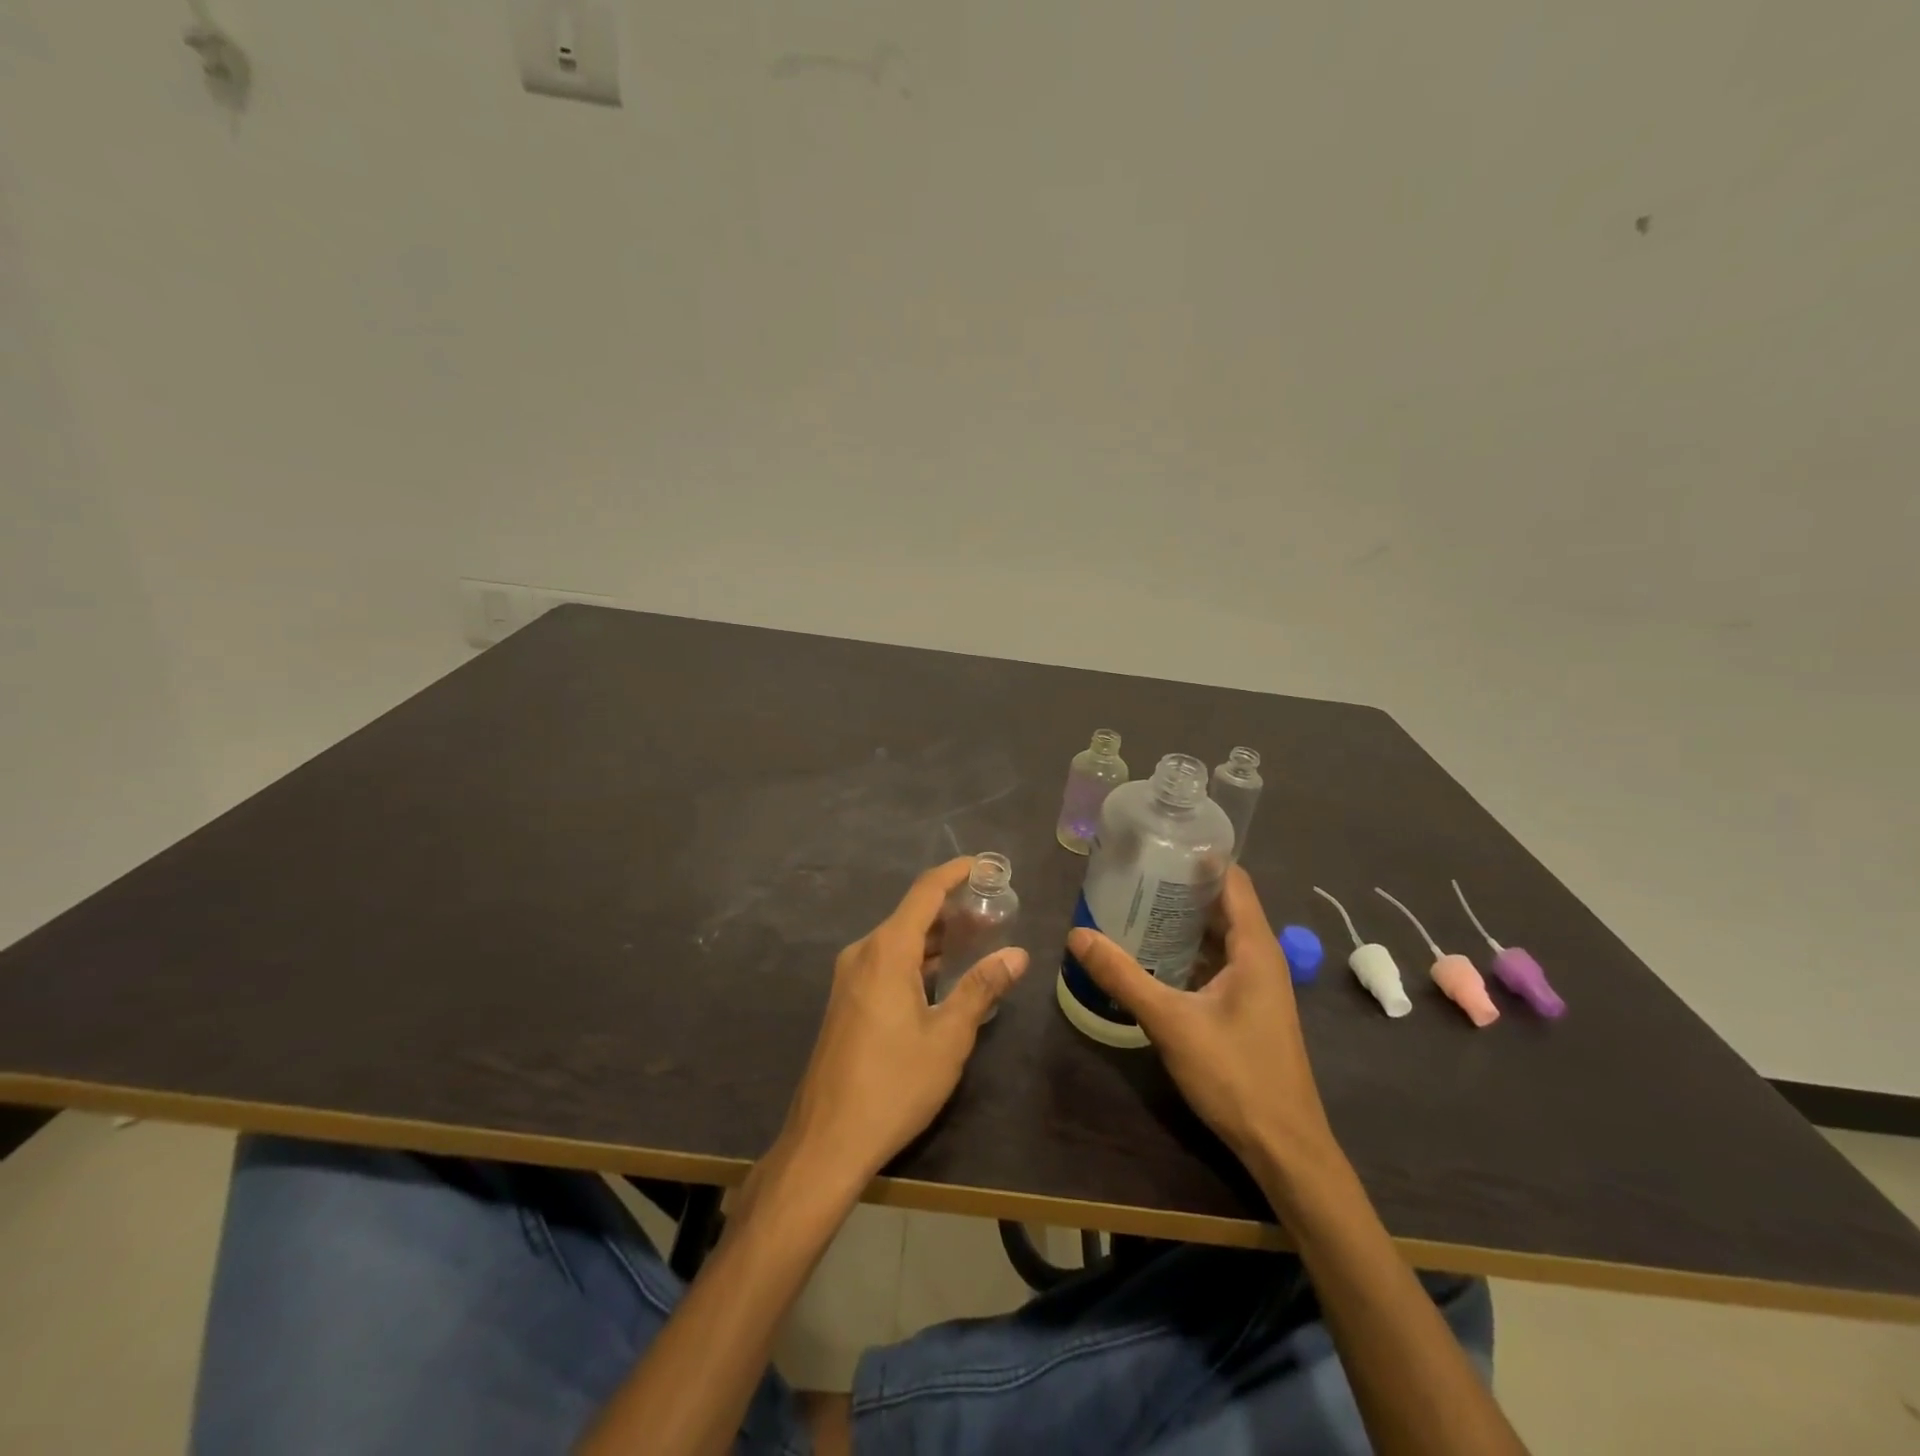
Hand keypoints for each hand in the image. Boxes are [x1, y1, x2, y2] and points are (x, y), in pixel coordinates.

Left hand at [776, 858, 1028, 1187]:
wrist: (827, 1140)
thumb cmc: (894, 1084)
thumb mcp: (948, 1037)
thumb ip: (982, 988)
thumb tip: (1016, 954)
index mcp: (886, 951)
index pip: (925, 892)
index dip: (955, 873)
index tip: (985, 866)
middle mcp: (863, 953)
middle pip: (912, 914)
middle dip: (953, 909)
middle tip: (994, 912)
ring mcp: (850, 978)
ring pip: (899, 940)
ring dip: (936, 937)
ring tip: (978, 940)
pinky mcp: (847, 1001)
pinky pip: (887, 963)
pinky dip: (917, 960)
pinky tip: (944, 976)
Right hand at [1067, 867, 1334, 1174]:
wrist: (1284, 1147)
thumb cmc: (1235, 1075)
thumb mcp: (1171, 1021)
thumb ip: (1123, 976)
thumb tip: (1077, 934)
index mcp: (1255, 947)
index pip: (1232, 880)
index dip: (1199, 857)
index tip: (1157, 841)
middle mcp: (1261, 956)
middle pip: (1222, 904)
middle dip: (1180, 886)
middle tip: (1131, 871)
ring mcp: (1257, 984)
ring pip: (1218, 935)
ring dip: (1182, 920)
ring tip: (1134, 904)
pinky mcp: (1248, 1007)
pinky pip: (1216, 962)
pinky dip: (1187, 950)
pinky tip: (1152, 955)